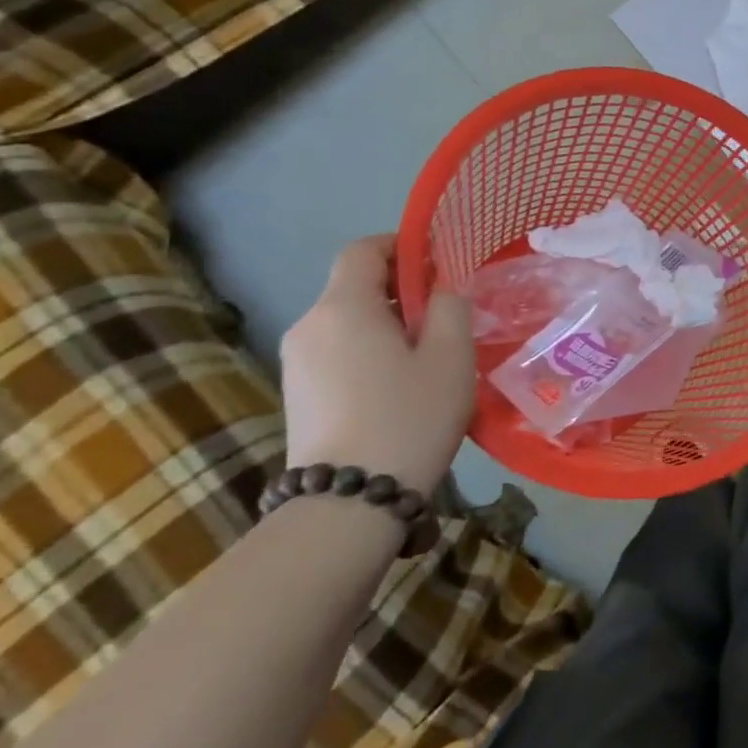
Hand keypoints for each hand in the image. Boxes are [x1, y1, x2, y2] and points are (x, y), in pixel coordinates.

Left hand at [279, 236, 474, 496]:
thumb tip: (441, 288)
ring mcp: (296, 363)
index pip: (362, 250)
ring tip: (427, 356)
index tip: (437, 263)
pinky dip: (368, 351)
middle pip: (354, 286)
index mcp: (343, 307)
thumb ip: (451, 306)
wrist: (349, 502)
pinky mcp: (297, 394)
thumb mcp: (451, 356)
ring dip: (386, 324)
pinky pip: (337, 352)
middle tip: (445, 316)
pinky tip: (397, 386)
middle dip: (400, 290)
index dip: (400, 245)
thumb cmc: (409, 417)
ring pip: (347, 322)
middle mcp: (309, 325)